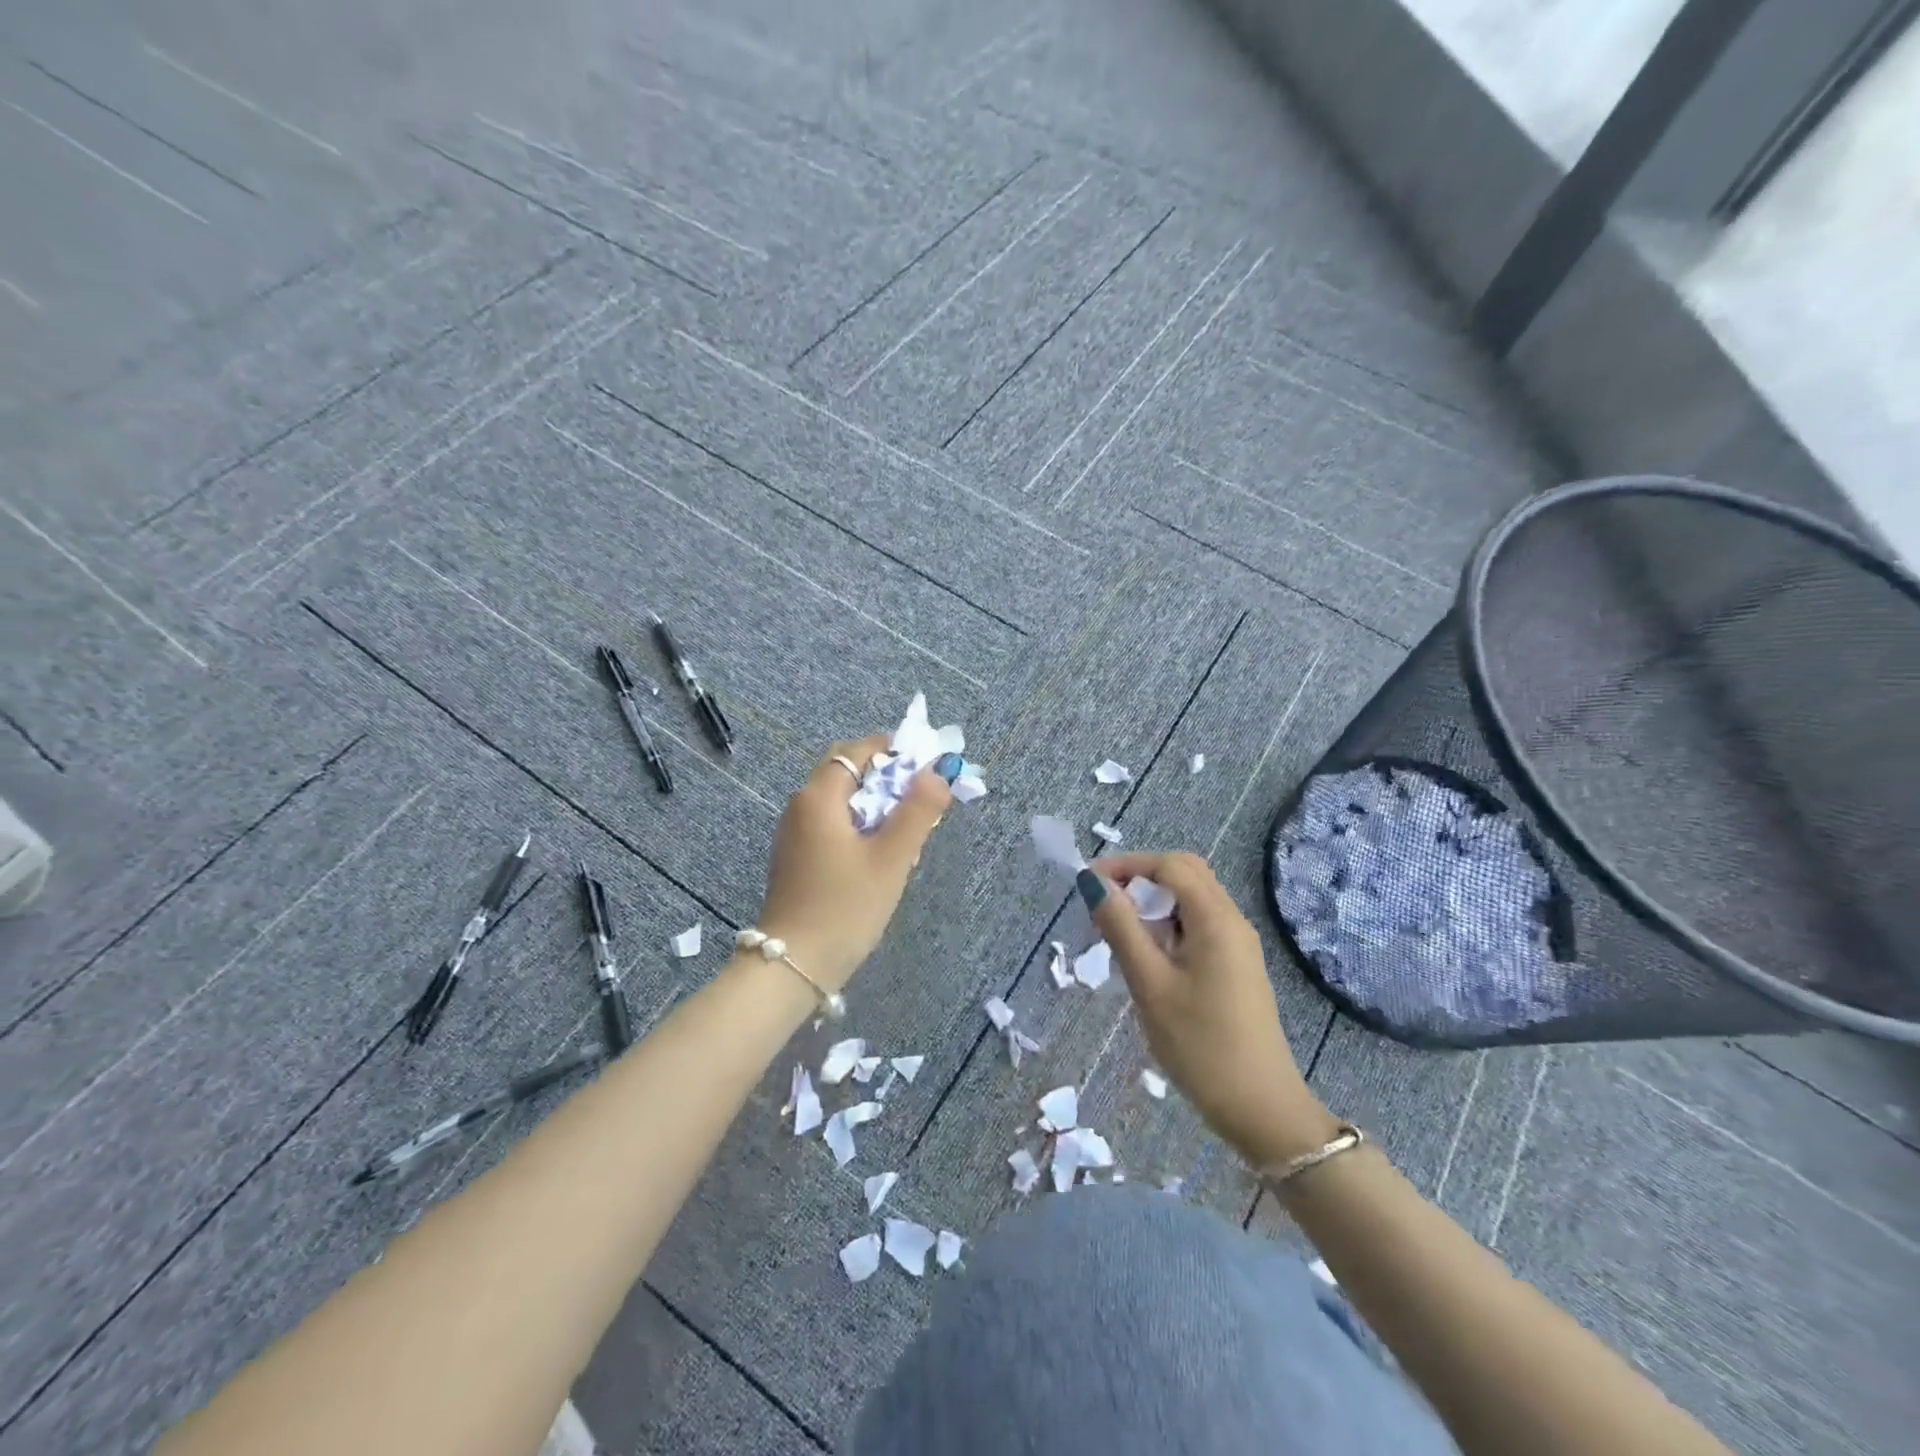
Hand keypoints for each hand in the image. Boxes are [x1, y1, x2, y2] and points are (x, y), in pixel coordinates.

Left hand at [755, 736, 952, 990]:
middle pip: (846, 771)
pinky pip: (830, 823)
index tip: (926, 766)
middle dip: (884, 776)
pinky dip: (857, 824)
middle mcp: (801, 805)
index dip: (893, 751)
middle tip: (919, 797)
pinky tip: (878, 853)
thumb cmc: (845, 907)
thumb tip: (937, 773)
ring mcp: (793, 832)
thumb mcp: (891, 859)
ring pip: (839, 799)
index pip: (857, 751)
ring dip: (873, 802)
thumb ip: (918, 811)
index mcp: (819, 797)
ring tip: (905, 828)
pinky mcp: (795, 856)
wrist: (792, 965)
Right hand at [1082, 852, 1338, 1165]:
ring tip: (1119, 931)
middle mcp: (1232, 920)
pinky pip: (1199, 924)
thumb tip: (1092, 882)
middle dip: (1141, 878)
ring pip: (1192, 899)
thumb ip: (1120, 927)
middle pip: (1185, 873)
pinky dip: (1169, 923)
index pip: (1169, 865)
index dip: (1126, 865)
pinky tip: (1149, 956)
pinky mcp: (1237, 965)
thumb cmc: (1199, 1044)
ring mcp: (1238, 943)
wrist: (1260, 1108)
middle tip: (1104, 903)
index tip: (1088, 884)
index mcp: (1215, 918)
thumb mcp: (1149, 984)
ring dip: (1154, 901)